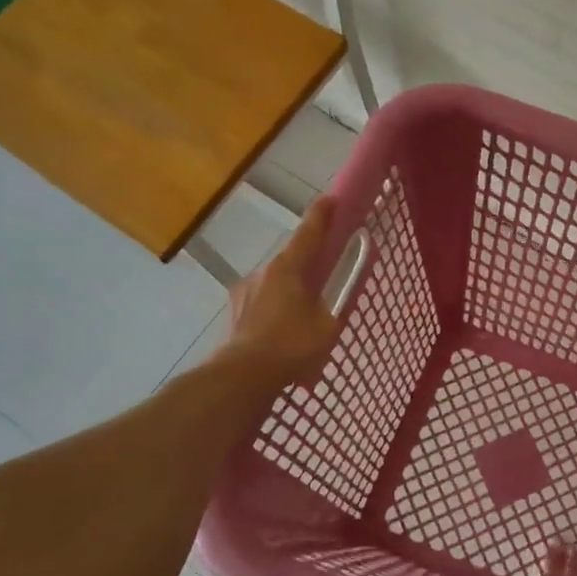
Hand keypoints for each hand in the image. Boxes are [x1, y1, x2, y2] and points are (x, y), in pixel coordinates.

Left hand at [219, 197, 343, 386]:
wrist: (242, 376)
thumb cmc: (291, 345)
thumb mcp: (328, 325)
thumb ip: (337, 303)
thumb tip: (341, 291)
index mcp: (288, 268)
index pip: (309, 234)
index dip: (322, 216)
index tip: (330, 199)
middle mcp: (263, 273)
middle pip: (291, 261)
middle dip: (307, 268)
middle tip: (323, 282)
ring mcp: (244, 293)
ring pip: (275, 286)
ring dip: (289, 295)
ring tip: (303, 321)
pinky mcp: (234, 315)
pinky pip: (262, 306)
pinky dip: (275, 314)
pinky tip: (283, 336)